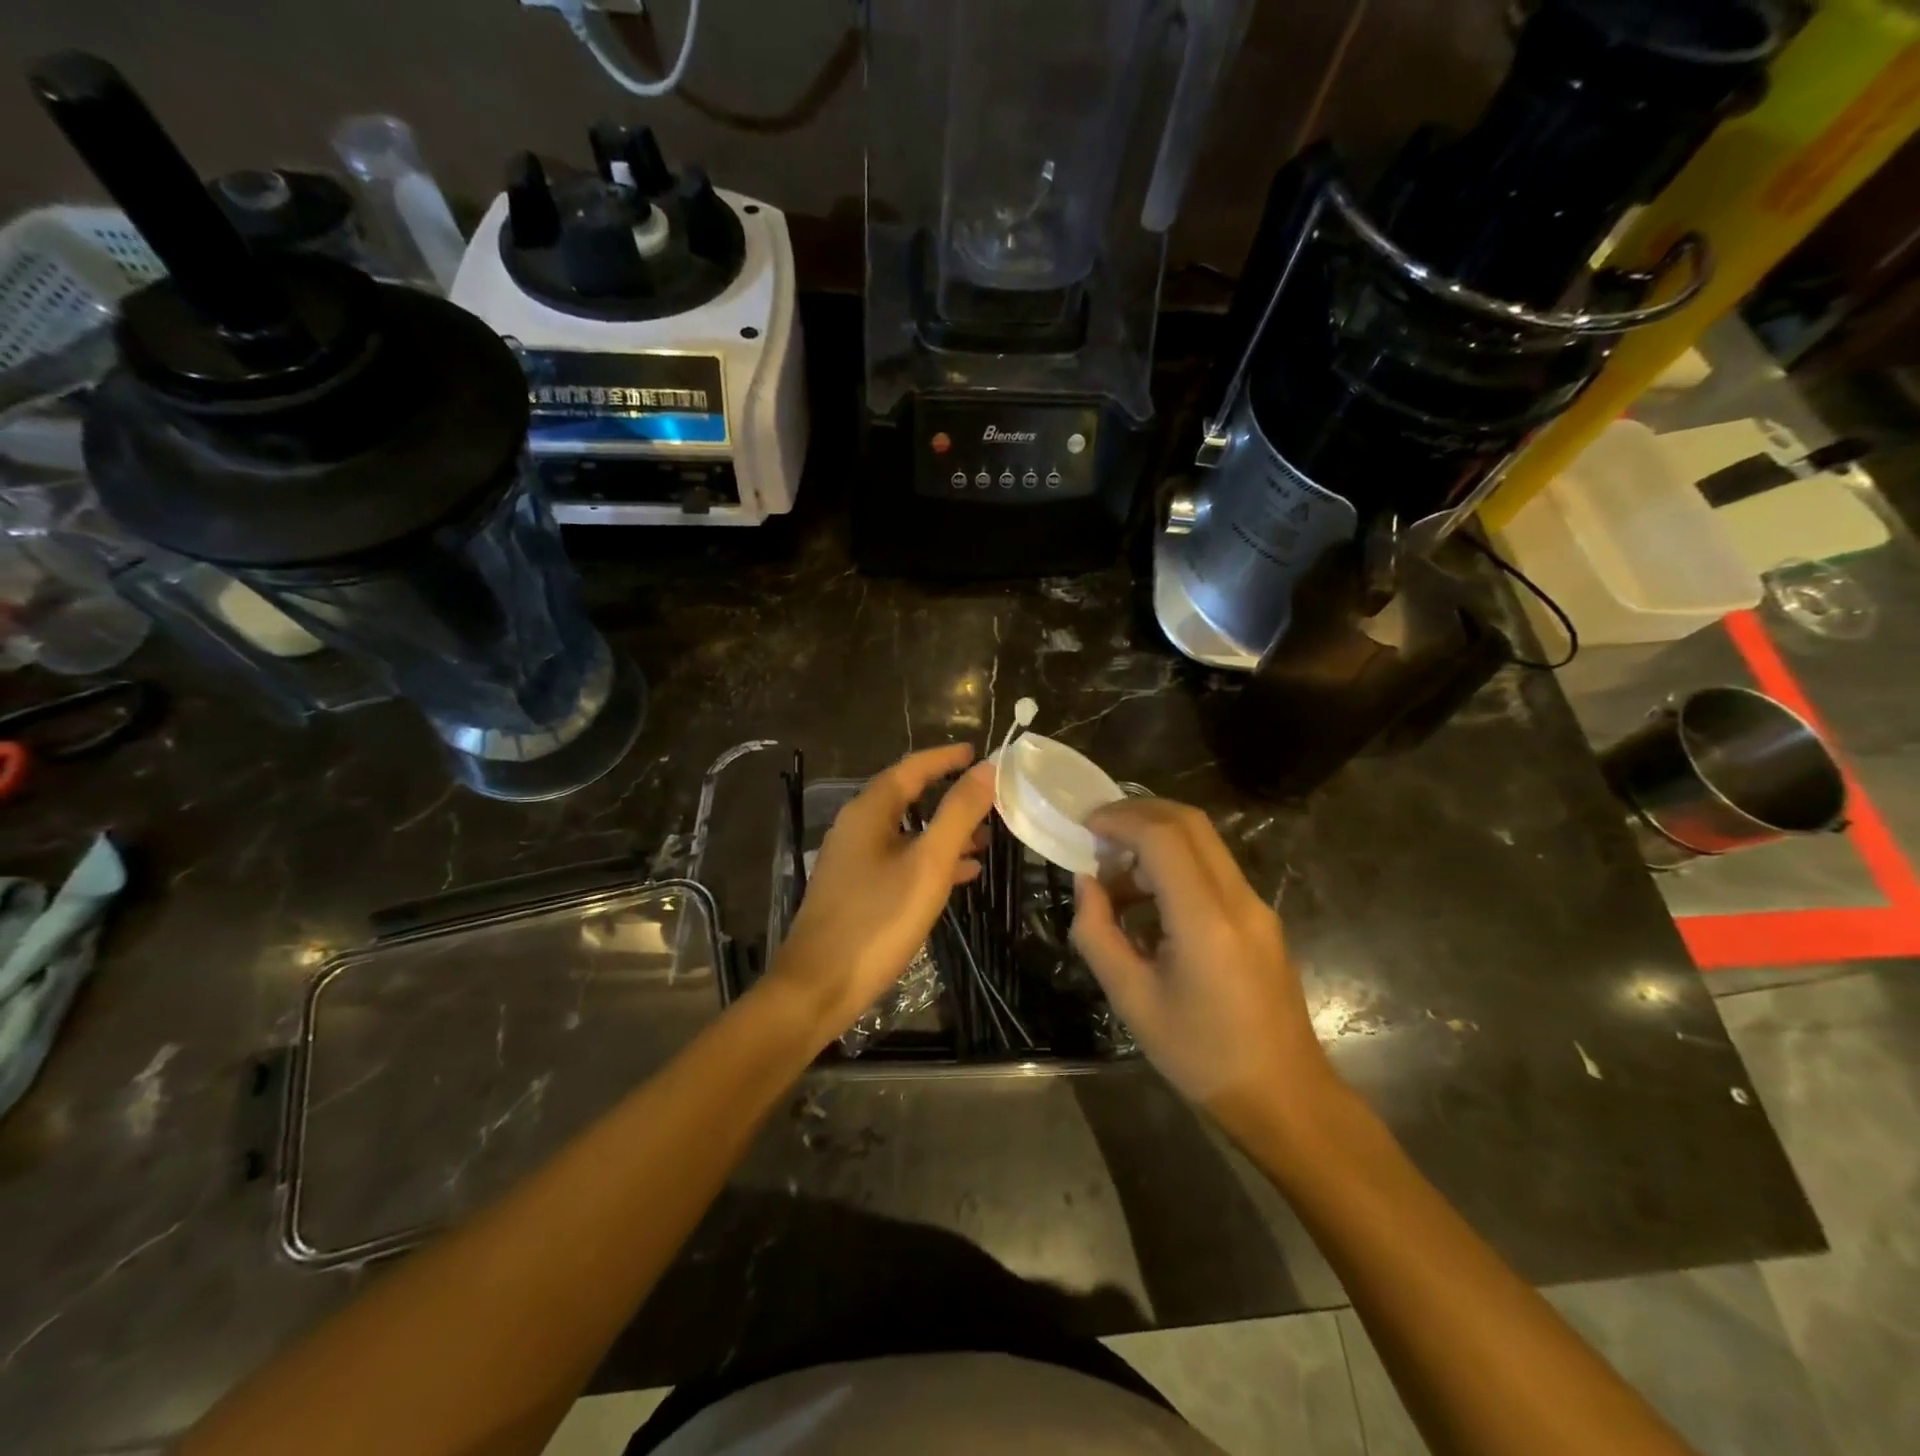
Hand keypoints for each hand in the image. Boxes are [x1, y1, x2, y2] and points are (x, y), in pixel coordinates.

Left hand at [770, 744, 996, 1040]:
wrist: (818, 987)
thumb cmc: (877, 921)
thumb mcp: (927, 864)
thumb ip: (958, 814)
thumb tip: (987, 769)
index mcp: (868, 812)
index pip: (911, 768)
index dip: (946, 758)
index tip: (979, 753)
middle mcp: (857, 828)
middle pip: (909, 798)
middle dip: (950, 797)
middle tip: (991, 799)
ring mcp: (853, 861)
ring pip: (907, 833)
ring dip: (945, 832)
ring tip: (987, 839)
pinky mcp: (856, 890)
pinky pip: (899, 861)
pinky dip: (930, 861)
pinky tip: (961, 875)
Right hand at [1070, 798, 1337, 1131]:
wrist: (1283, 1097)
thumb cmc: (1200, 1056)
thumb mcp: (1131, 1000)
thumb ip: (1098, 934)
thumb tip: (1086, 883)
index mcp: (1205, 920)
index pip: (1163, 837)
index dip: (1120, 820)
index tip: (1085, 827)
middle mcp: (1238, 899)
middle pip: (1189, 823)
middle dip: (1138, 814)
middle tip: (1097, 833)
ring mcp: (1256, 906)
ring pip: (1203, 842)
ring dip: (1156, 841)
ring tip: (1116, 880)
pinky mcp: (1260, 918)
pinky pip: (1213, 870)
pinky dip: (1175, 865)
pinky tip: (1148, 904)